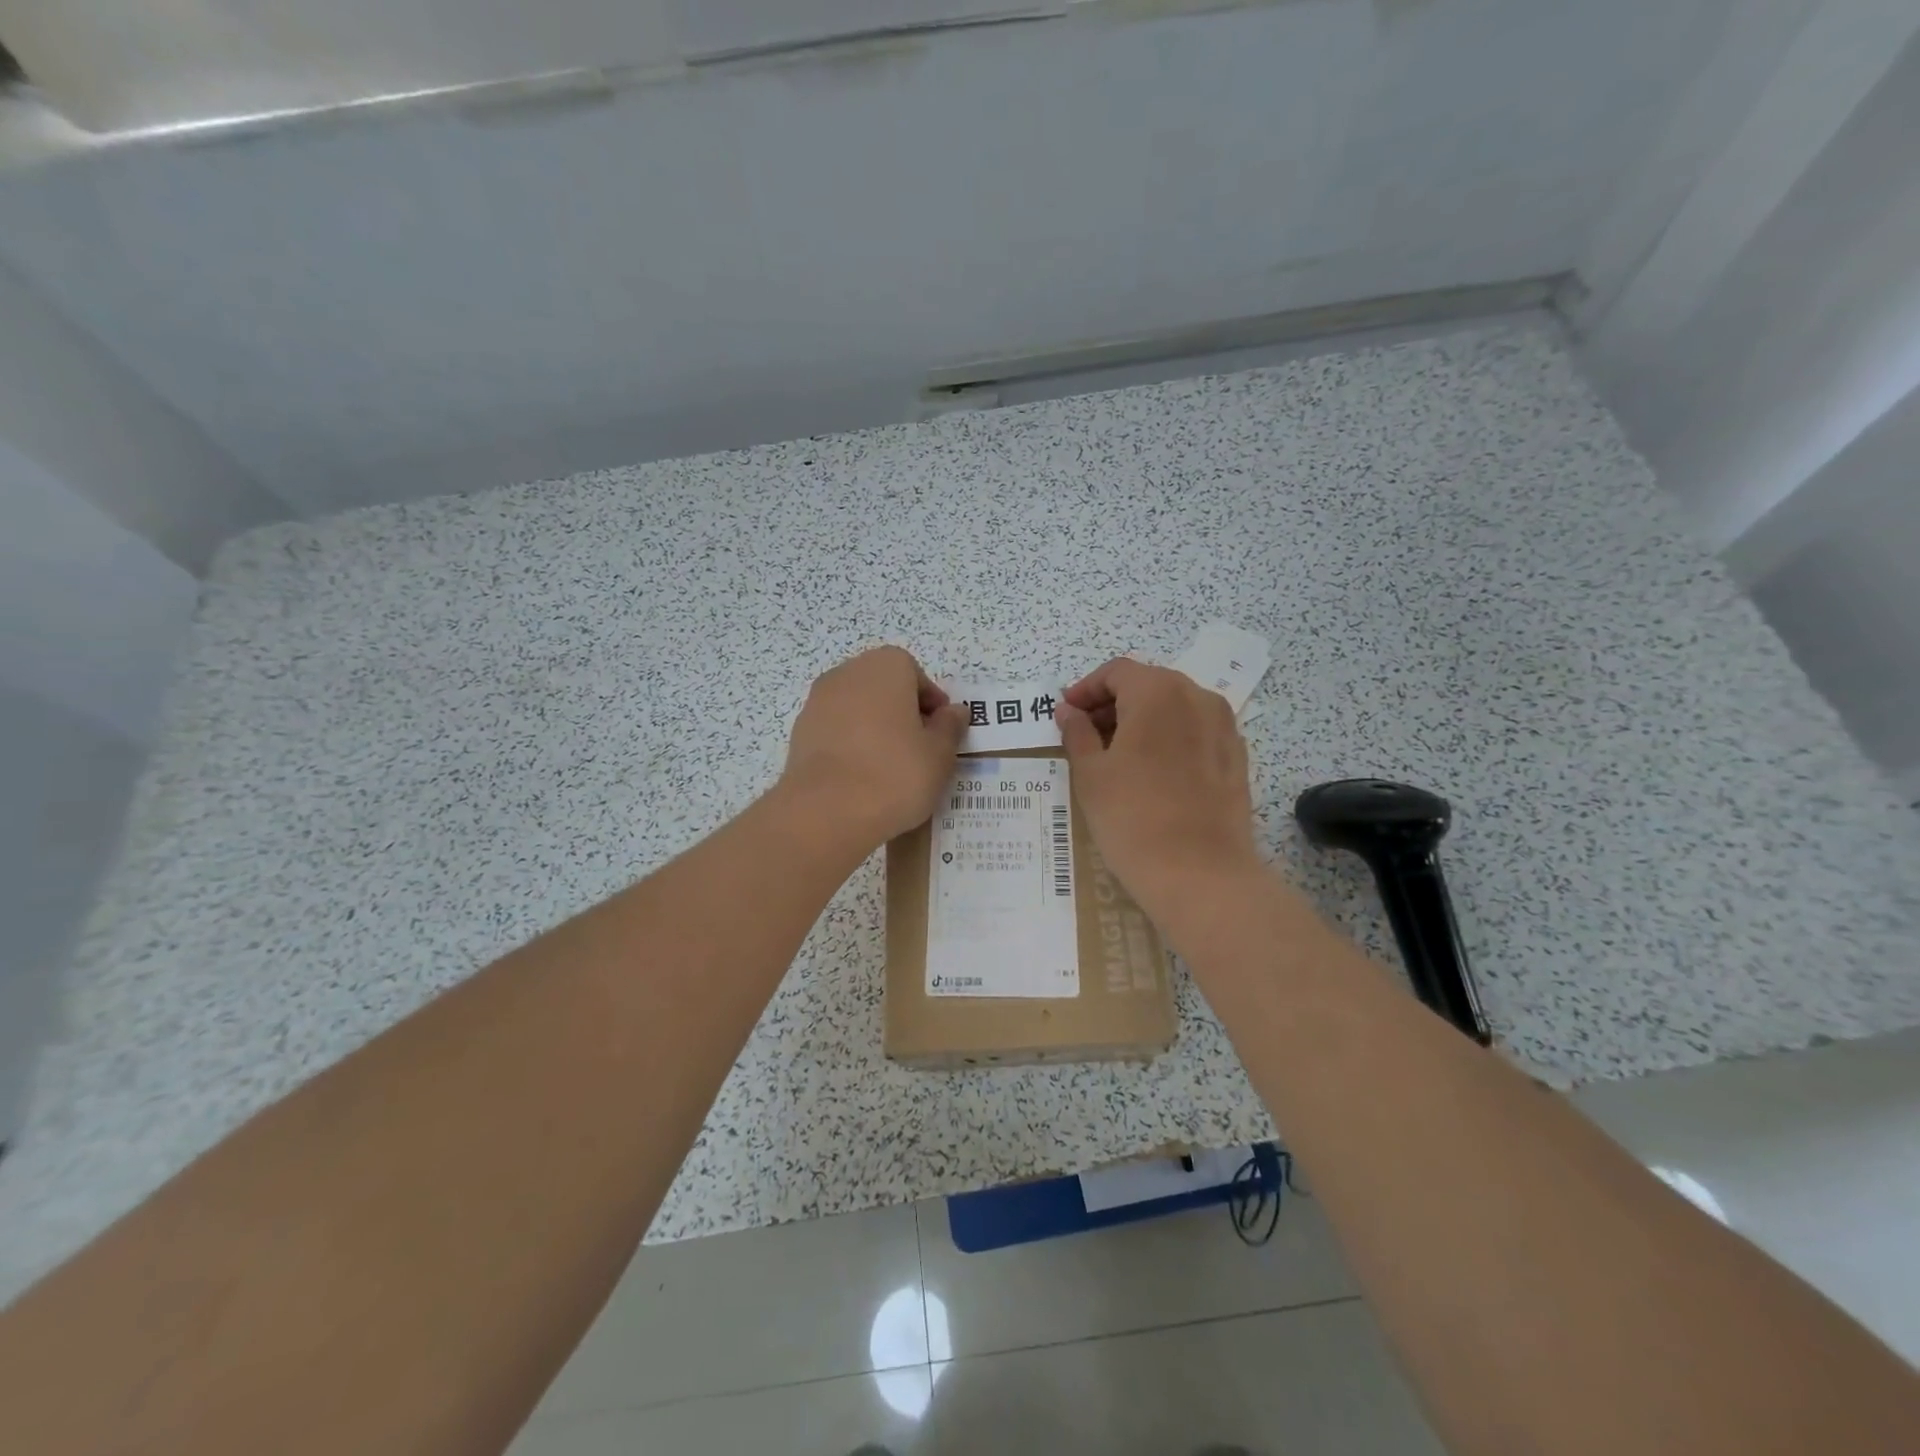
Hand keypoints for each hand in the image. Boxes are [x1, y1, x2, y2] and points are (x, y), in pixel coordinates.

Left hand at [778, 647, 968, 851]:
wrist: (826, 811)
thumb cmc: (895, 773)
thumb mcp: (940, 754)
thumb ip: (950, 727)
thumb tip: (953, 712)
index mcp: (885, 667)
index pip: (915, 674)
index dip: (931, 704)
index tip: (940, 734)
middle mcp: (848, 673)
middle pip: (883, 688)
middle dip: (902, 713)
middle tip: (918, 750)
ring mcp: (818, 701)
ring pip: (857, 709)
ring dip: (874, 729)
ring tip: (889, 768)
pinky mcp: (800, 732)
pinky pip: (835, 731)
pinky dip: (850, 746)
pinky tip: (861, 778)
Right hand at [1057, 658, 1263, 932]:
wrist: (1200, 874)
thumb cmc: (1132, 817)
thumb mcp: (1091, 773)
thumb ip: (1077, 733)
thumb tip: (1069, 711)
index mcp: (1158, 692)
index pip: (1116, 671)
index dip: (1086, 688)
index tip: (1066, 714)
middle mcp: (1197, 697)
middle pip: (1148, 684)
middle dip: (1113, 703)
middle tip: (1085, 734)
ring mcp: (1224, 727)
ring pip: (1174, 708)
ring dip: (1142, 720)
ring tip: (1116, 755)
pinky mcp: (1236, 758)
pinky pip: (1196, 732)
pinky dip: (1169, 738)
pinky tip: (1153, 772)